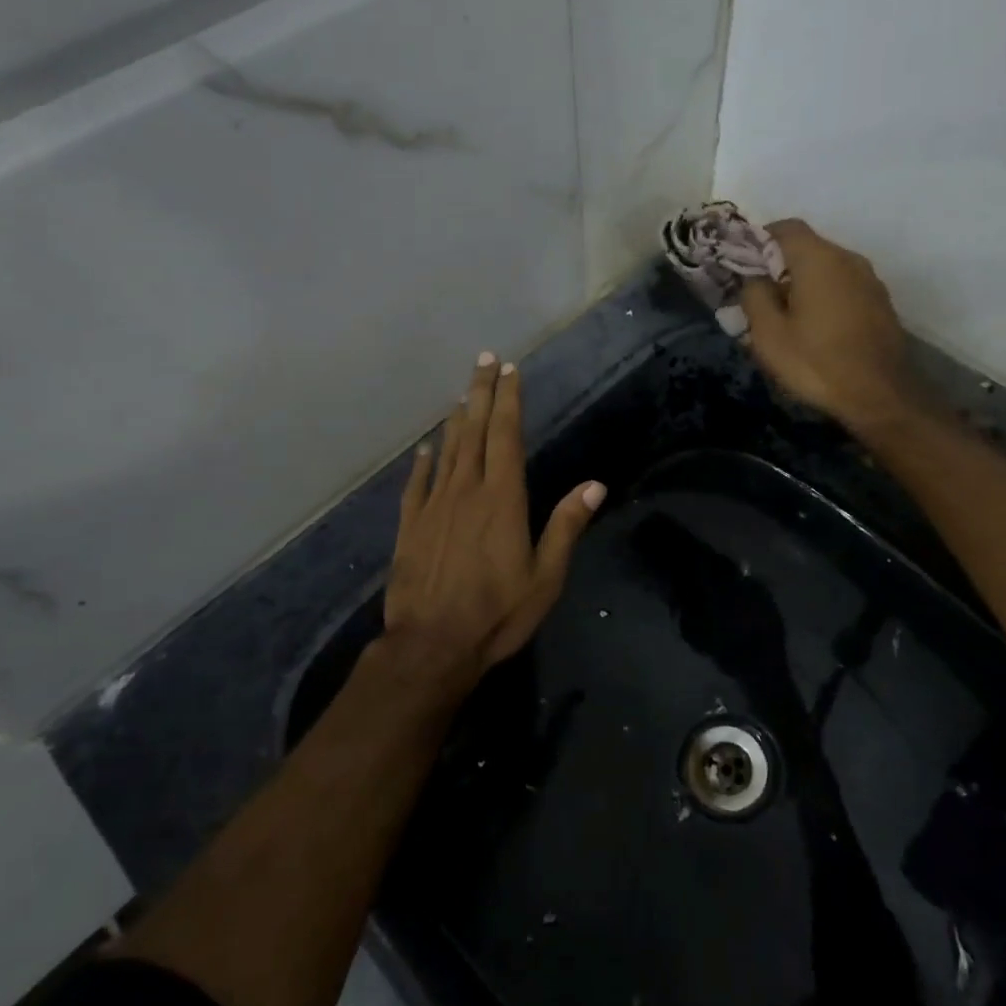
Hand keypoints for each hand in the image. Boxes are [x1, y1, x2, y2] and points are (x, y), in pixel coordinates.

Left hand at [382, 353, 605, 693]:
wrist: (431, 646)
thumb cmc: (497, 613)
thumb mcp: (545, 577)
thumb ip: (566, 527)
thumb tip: (595, 485)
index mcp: (503, 499)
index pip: (507, 436)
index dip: (509, 400)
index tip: (510, 369)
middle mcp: (467, 491)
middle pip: (474, 431)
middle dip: (482, 393)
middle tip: (484, 360)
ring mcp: (434, 506)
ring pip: (447, 451)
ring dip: (456, 420)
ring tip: (463, 394)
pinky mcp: (411, 526)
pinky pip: (417, 484)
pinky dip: (424, 462)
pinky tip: (426, 448)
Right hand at [739, 219, 912, 433]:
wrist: (880, 395)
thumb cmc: (816, 362)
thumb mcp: (768, 334)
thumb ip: (754, 297)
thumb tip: (754, 279)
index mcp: (818, 259)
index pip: (786, 227)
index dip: (761, 239)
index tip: (744, 264)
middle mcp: (848, 259)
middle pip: (808, 247)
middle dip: (781, 265)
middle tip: (760, 295)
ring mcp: (870, 281)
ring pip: (828, 269)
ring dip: (805, 283)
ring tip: (787, 315)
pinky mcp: (881, 303)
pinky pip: (845, 288)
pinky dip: (826, 297)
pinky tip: (816, 327)